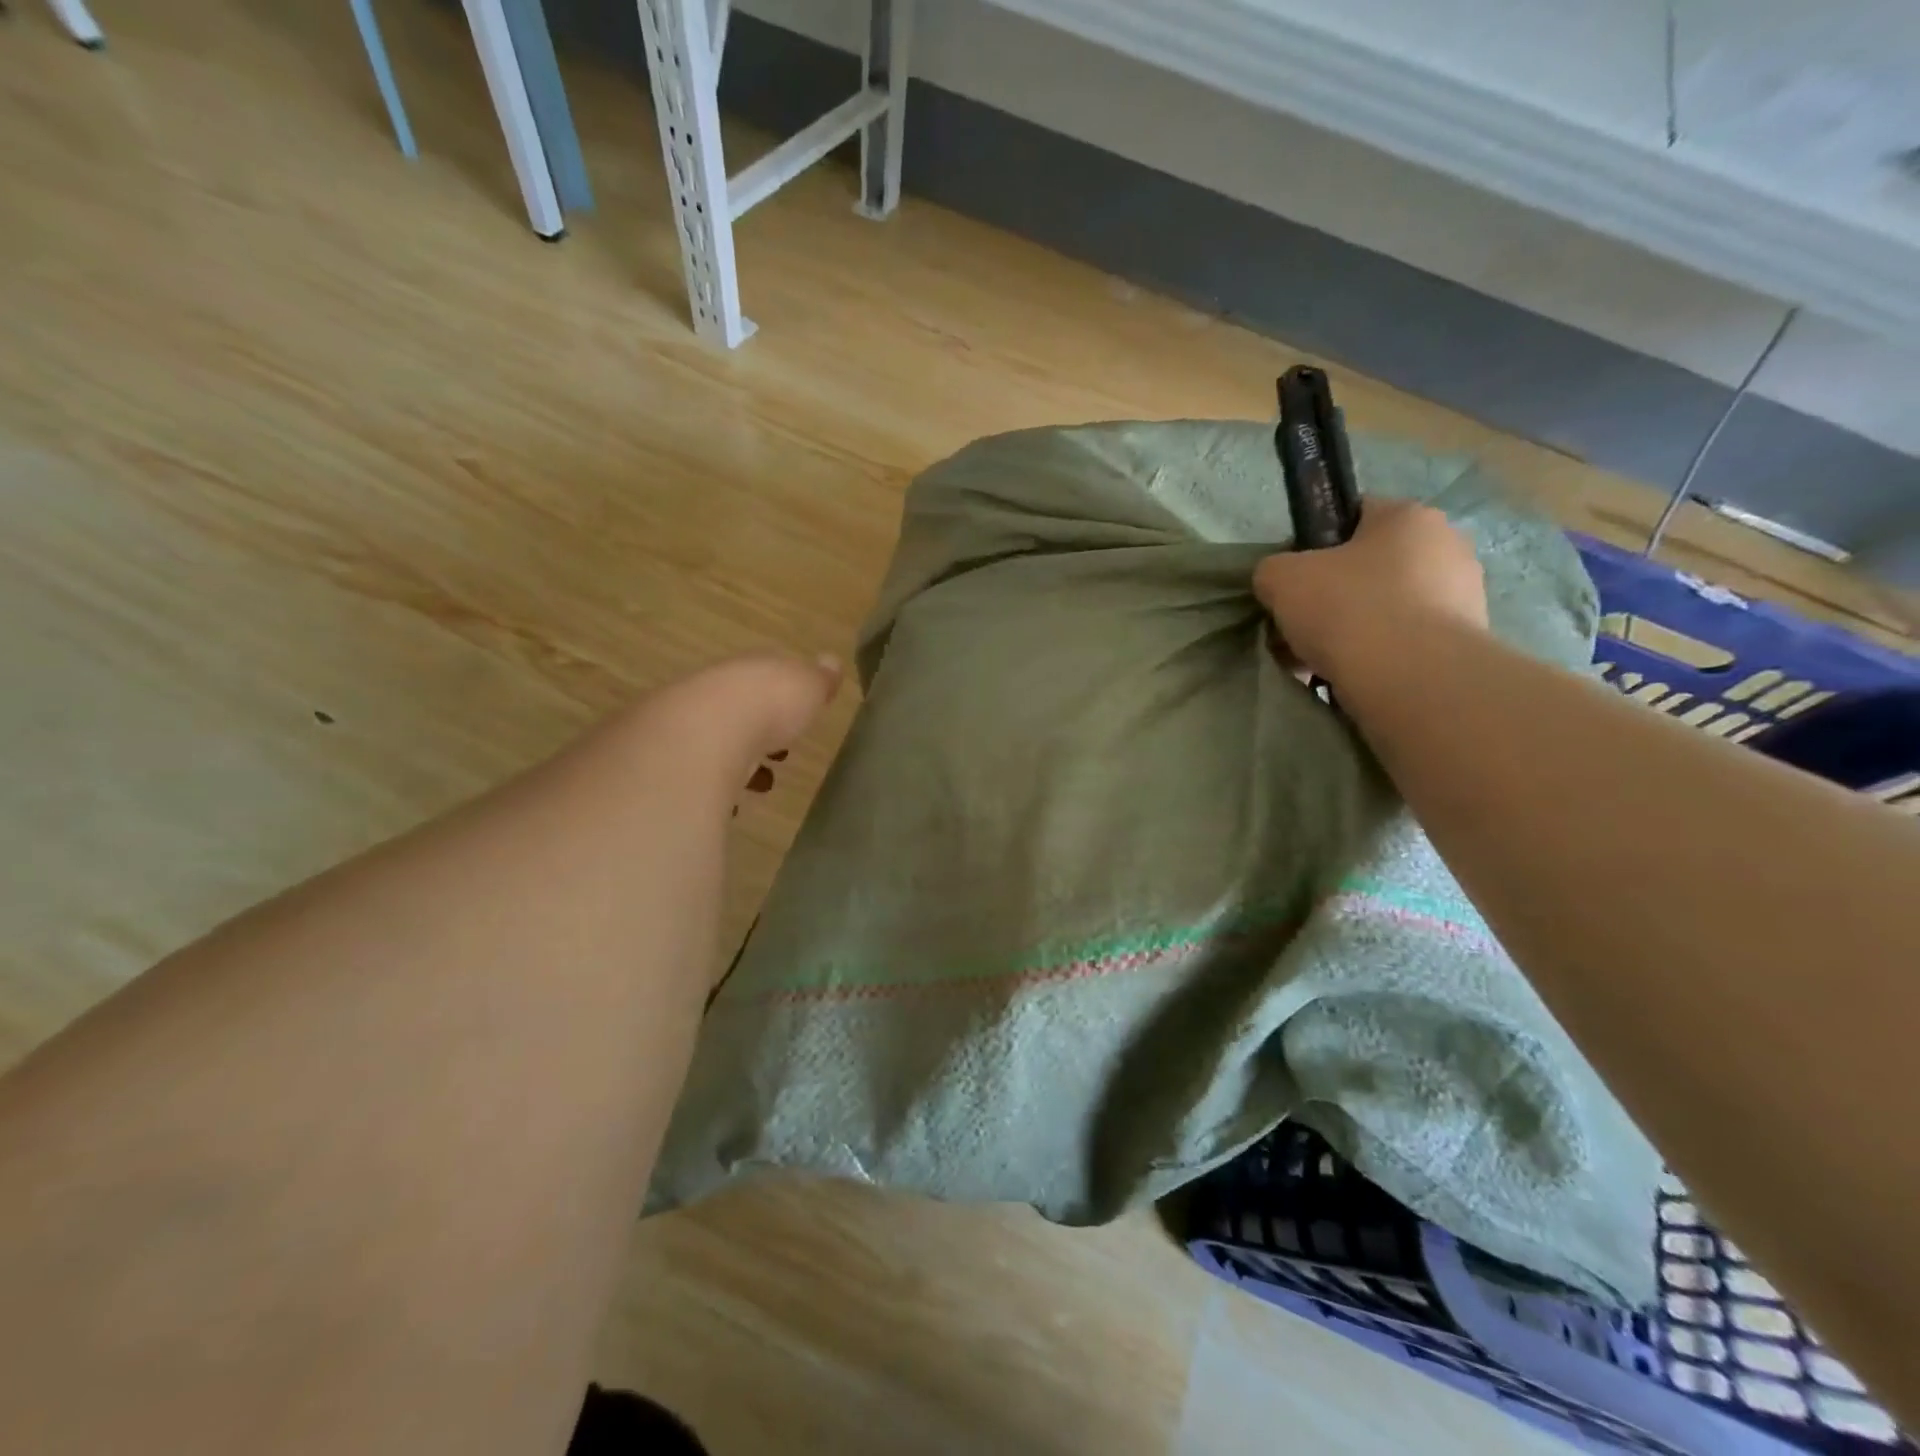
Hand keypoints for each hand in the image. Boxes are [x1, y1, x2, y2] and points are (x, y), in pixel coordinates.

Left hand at [648, 651, 843, 801]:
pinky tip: (729, 805)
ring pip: (713, 742)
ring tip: (759, 787)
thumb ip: (818, 679)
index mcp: (746, 670)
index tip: (797, 721)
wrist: (701, 736)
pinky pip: (696, 775)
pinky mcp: (668, 763)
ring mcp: (684, 726)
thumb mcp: (806, 686)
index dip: (781, 698)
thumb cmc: (765, 706)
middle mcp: (711, 691)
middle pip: (735, 711)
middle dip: (757, 733)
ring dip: (735, 762)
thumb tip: (830, 662)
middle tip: (778, 758)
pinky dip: (712, 787)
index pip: (762, 678)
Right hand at [1254, 498, 1487, 686]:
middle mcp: (1447, 546)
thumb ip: (1273, 569)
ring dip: (1354, 631)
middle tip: (1302, 628)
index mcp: (1408, 516)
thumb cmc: (1348, 609)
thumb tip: (1279, 581)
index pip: (1353, 516)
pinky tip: (1351, 677)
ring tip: (1320, 662)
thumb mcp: (1281, 578)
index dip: (1315, 546)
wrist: (1411, 678)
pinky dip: (1378, 657)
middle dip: (1334, 596)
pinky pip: (1406, 642)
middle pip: (1370, 568)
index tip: (1294, 581)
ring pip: (1386, 608)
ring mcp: (1464, 595)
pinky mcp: (1465, 642)